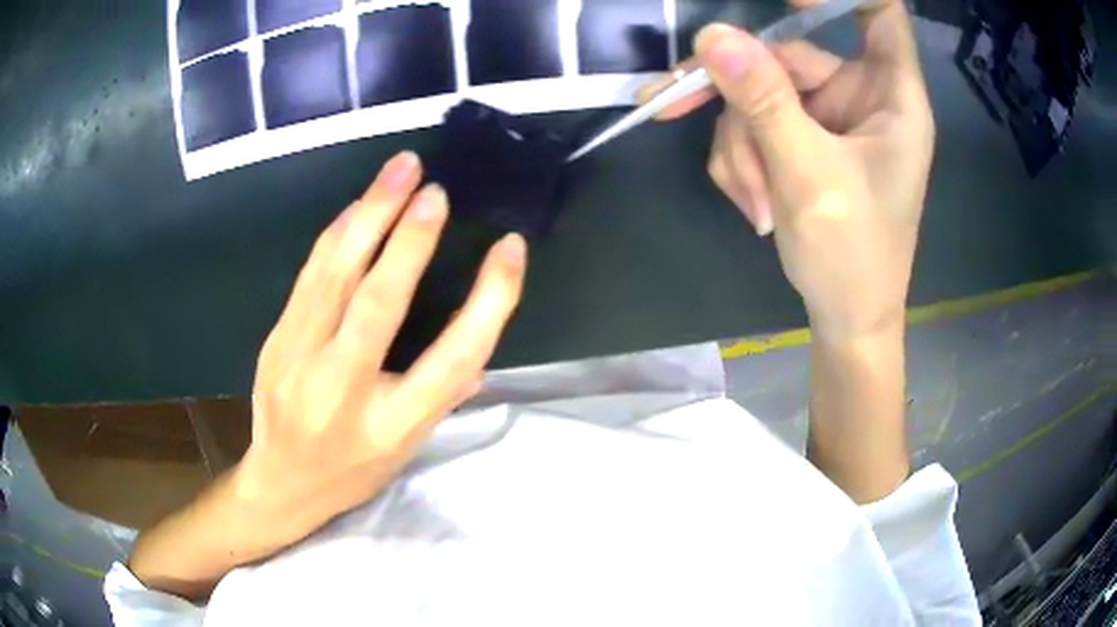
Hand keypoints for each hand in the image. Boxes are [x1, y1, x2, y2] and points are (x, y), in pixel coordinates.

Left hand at [240, 151, 527, 543]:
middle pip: (380, 307)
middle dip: (410, 242)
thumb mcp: (407, 449)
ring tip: (398, 171)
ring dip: (368, 217)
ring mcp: (300, 362)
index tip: (509, 251)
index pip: (452, 360)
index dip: (488, 302)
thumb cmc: (352, 471)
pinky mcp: (276, 340)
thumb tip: (478, 348)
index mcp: (392, 426)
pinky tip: (357, 207)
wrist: (280, 484)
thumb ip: (442, 395)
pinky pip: (309, 276)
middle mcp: (343, 392)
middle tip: (435, 191)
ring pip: (334, 278)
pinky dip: (336, 235)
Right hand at [642, 0, 934, 339]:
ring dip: (741, 143)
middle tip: (675, 102)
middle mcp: (859, 96)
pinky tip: (755, 203)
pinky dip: (743, 159)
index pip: (879, 13)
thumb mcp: (809, 177)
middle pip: (788, 54)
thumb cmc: (854, 257)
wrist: (846, 318)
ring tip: (755, 200)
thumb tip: (713, 38)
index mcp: (891, 96)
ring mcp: (827, 117)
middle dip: (740, 93)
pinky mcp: (802, 139)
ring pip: (760, 92)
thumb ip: (765, 103)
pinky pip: (755, 123)